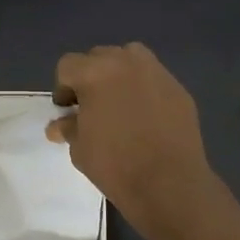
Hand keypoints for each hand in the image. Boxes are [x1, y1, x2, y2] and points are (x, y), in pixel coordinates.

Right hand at [47, 43, 227, 239]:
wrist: (168, 183)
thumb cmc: (115, 165)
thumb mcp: (80, 149)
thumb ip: (69, 128)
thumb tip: (60, 125)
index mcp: (95, 73)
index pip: (68, 65)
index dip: (63, 88)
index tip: (69, 111)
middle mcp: (126, 62)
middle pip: (99, 57)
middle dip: (91, 78)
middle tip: (93, 107)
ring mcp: (157, 72)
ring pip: (130, 59)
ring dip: (120, 75)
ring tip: (120, 105)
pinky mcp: (179, 88)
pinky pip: (154, 79)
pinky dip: (145, 90)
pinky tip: (147, 118)